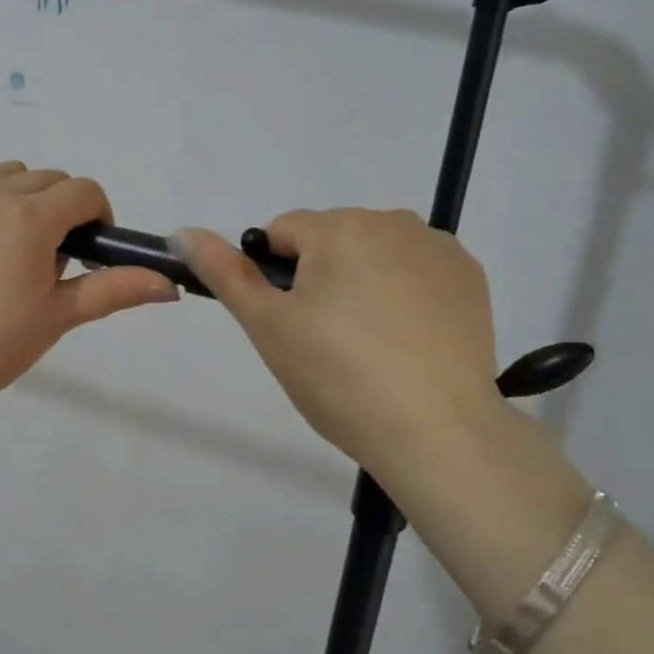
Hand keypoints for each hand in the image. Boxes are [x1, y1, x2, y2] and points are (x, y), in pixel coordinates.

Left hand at [0, 161, 178, 415]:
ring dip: (24, 198)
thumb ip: (114, 290)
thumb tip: (170, 284)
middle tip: (47, 264)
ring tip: (10, 248)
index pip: (85, 191)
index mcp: (33, 217)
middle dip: (63, 211)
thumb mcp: (57, 317)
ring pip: (10, 173)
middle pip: (51, 180)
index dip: (98, 218)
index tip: (87, 254)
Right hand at [171, 210, 506, 484]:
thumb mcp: (269, 327)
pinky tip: (409, 340)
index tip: (291, 325)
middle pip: (331, 240)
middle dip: (320, 278)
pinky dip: (405, 293)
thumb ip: (225, 273)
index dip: (275, 279)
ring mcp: (438, 247)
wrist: (438, 433)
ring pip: (374, 254)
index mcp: (339, 228)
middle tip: (328, 342)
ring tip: (372, 346)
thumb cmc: (340, 377)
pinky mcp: (470, 277)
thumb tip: (182, 231)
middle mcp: (392, 221)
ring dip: (363, 282)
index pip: (282, 233)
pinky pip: (417, 270)